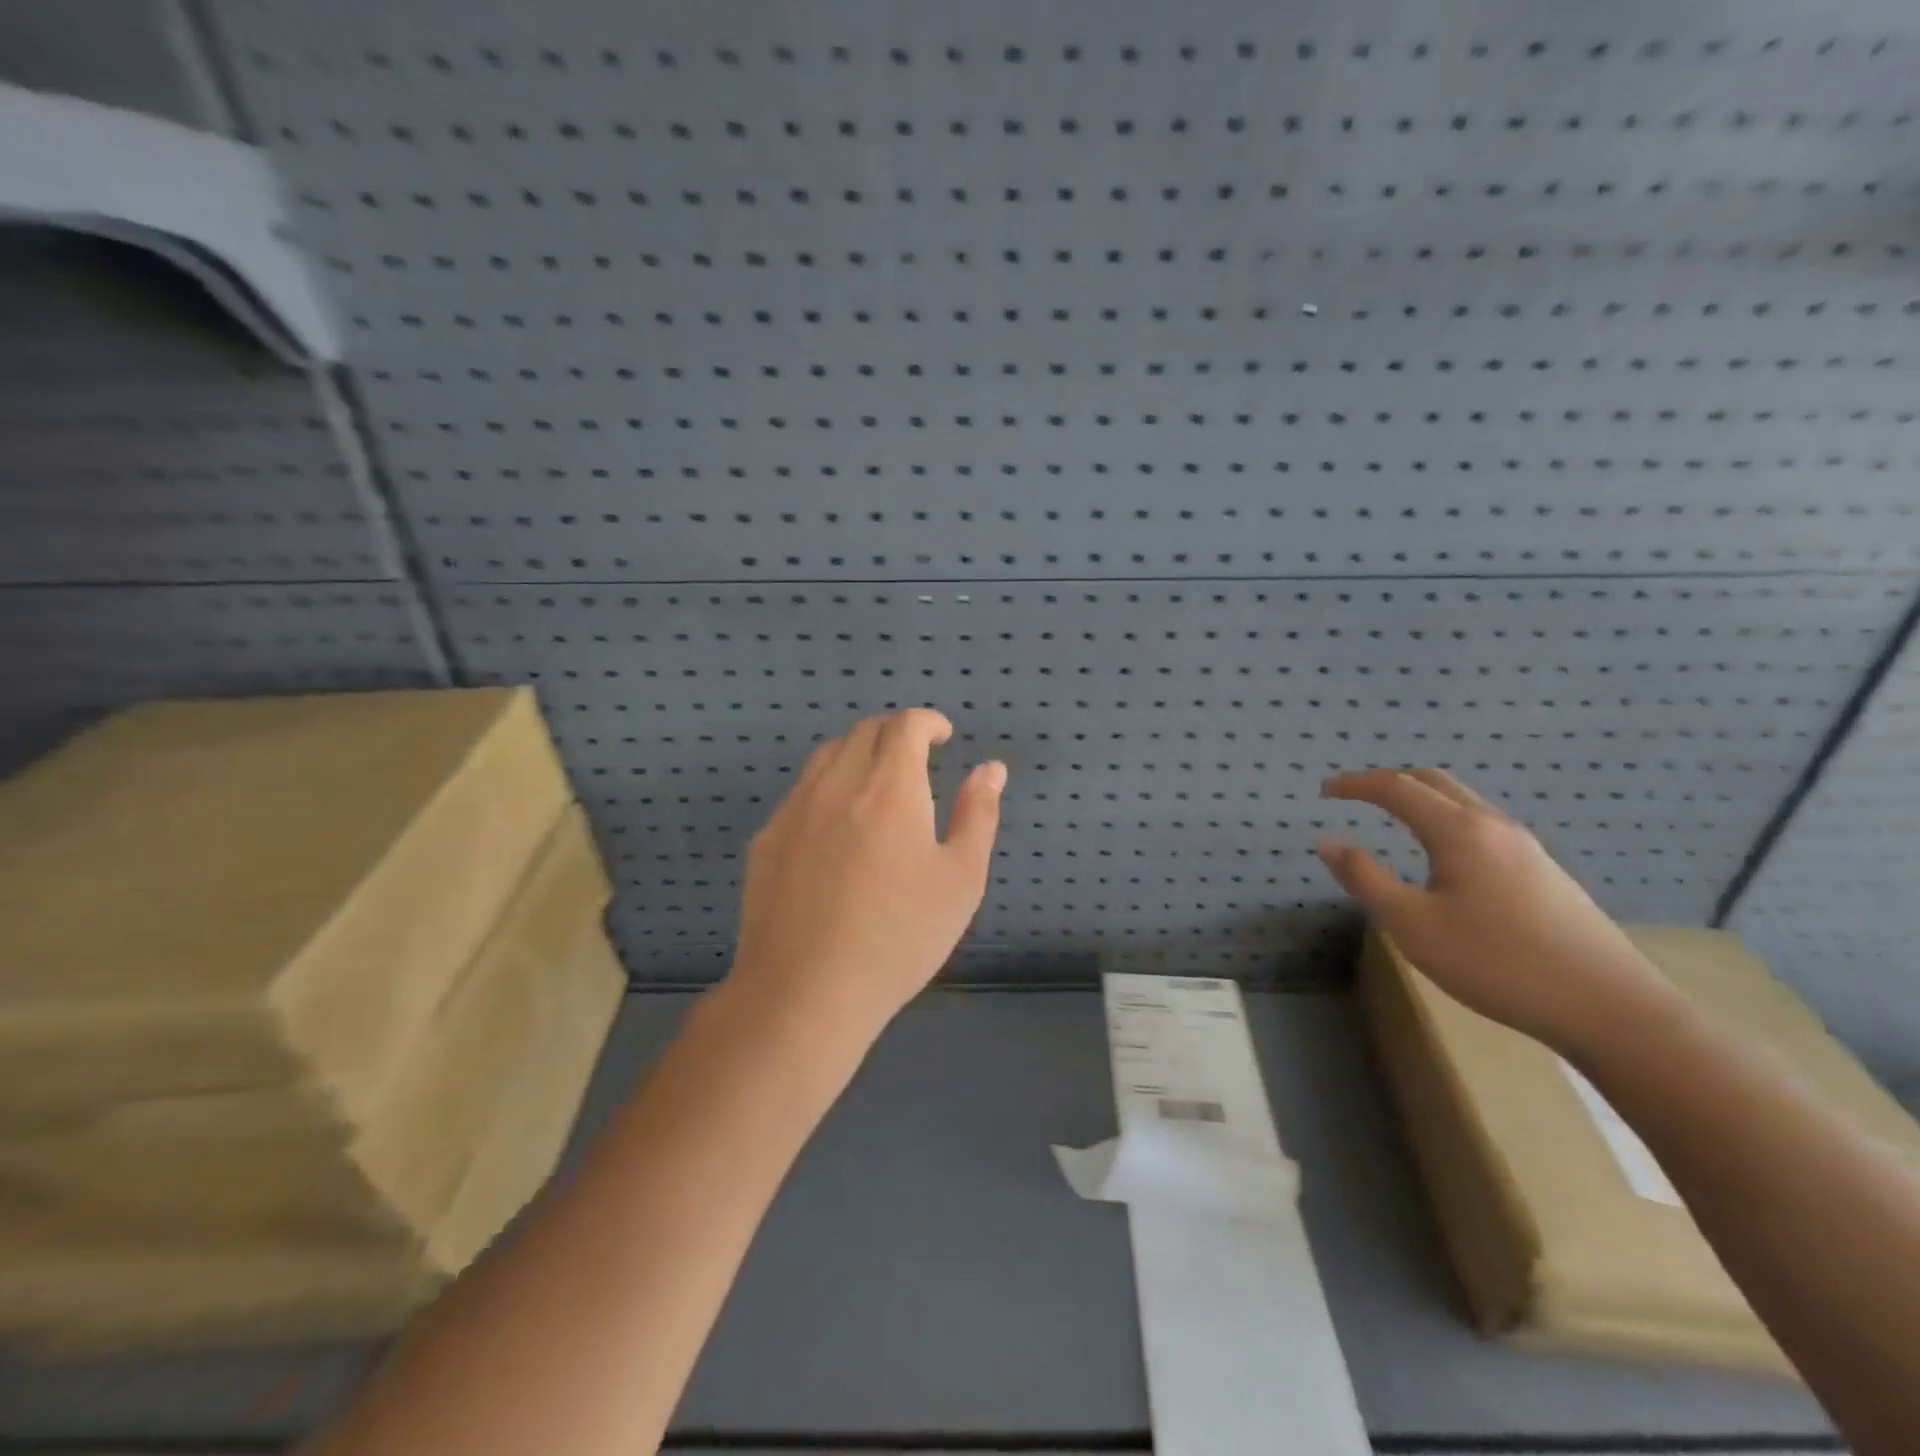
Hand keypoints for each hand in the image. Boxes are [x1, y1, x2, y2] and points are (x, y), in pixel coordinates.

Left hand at [729, 708, 1006, 1037]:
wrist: (806, 991)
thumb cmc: (899, 937)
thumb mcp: (960, 879)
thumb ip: (978, 815)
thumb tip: (990, 769)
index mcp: (888, 788)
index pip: (905, 726)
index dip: (928, 722)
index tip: (943, 736)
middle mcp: (837, 784)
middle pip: (864, 732)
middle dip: (895, 733)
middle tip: (917, 758)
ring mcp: (794, 810)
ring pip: (826, 756)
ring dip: (858, 754)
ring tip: (877, 785)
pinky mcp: (766, 839)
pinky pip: (800, 793)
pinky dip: (827, 788)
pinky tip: (836, 830)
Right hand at [1316, 768, 1677, 1051]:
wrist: (1611, 1008)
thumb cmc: (1497, 962)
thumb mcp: (1412, 924)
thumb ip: (1365, 878)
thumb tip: (1328, 842)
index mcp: (1458, 831)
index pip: (1397, 788)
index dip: (1356, 784)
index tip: (1325, 790)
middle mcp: (1493, 826)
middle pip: (1434, 783)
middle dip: (1389, 782)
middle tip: (1355, 797)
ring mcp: (1526, 848)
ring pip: (1463, 803)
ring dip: (1421, 800)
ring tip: (1392, 821)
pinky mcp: (1543, 872)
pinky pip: (1482, 826)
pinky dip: (1446, 821)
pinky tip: (1444, 858)